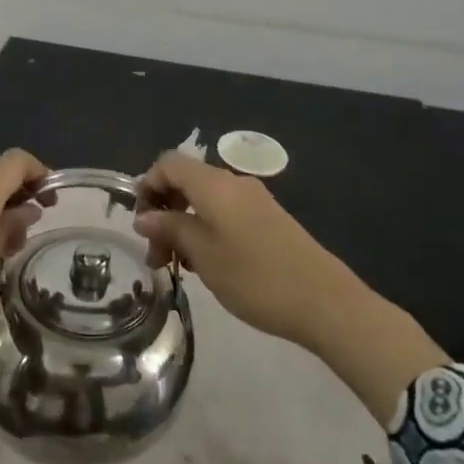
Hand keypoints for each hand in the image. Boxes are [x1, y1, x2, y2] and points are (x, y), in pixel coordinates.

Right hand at [132, 151, 350, 349]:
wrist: (324, 300)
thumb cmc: (255, 277)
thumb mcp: (203, 255)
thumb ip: (171, 229)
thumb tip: (144, 217)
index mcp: (214, 184)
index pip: (169, 163)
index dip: (148, 186)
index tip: (140, 224)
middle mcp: (233, 182)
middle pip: (186, 180)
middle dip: (164, 211)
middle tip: (156, 255)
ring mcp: (253, 199)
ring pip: (205, 199)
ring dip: (184, 224)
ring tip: (178, 266)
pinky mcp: (267, 218)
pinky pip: (225, 212)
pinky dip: (206, 229)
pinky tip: (207, 264)